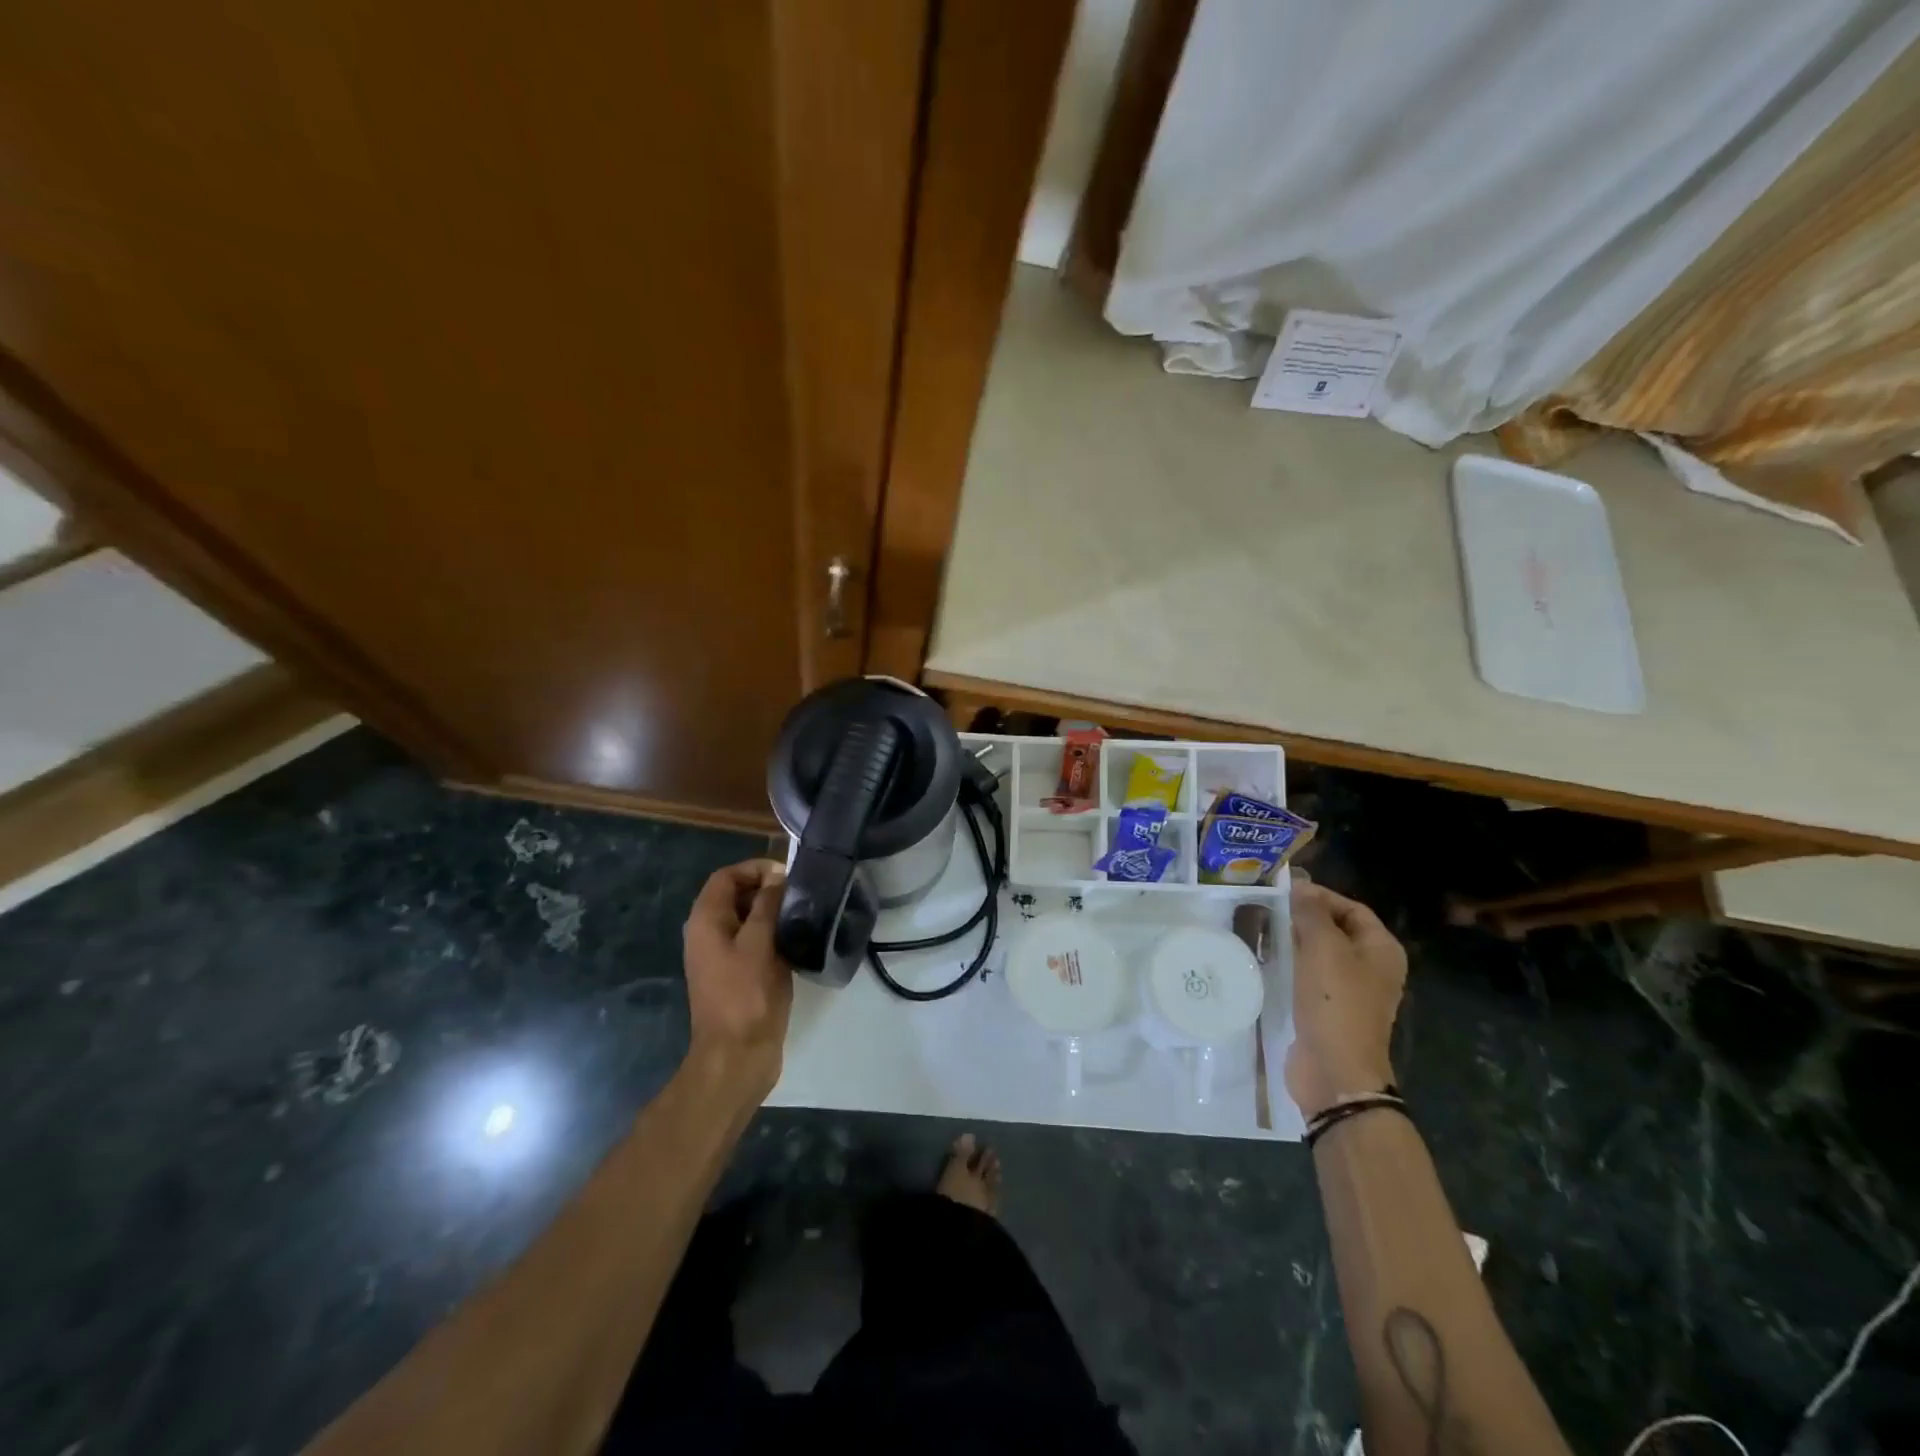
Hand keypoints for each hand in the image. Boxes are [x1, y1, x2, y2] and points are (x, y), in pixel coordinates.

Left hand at [682, 860, 791, 1102]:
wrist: (738, 1056)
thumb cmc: (747, 995)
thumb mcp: (760, 943)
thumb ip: (767, 904)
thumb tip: (776, 877)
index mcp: (706, 921)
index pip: (726, 877)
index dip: (755, 868)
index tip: (787, 876)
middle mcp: (707, 935)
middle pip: (734, 896)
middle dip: (765, 889)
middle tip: (800, 895)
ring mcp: (721, 957)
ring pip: (746, 920)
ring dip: (771, 913)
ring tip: (802, 916)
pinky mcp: (736, 976)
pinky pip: (752, 942)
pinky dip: (772, 935)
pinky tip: (796, 942)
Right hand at [1287, 881, 1406, 1120]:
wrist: (1334, 1070)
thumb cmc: (1336, 1002)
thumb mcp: (1324, 948)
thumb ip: (1312, 913)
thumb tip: (1301, 886)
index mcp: (1382, 950)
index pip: (1352, 908)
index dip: (1320, 896)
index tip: (1284, 891)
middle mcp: (1371, 968)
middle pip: (1336, 930)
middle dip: (1304, 918)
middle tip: (1267, 908)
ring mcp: (1350, 991)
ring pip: (1320, 954)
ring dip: (1293, 941)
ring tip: (1262, 929)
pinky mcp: (1328, 1009)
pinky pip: (1309, 977)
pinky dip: (1290, 965)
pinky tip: (1266, 960)